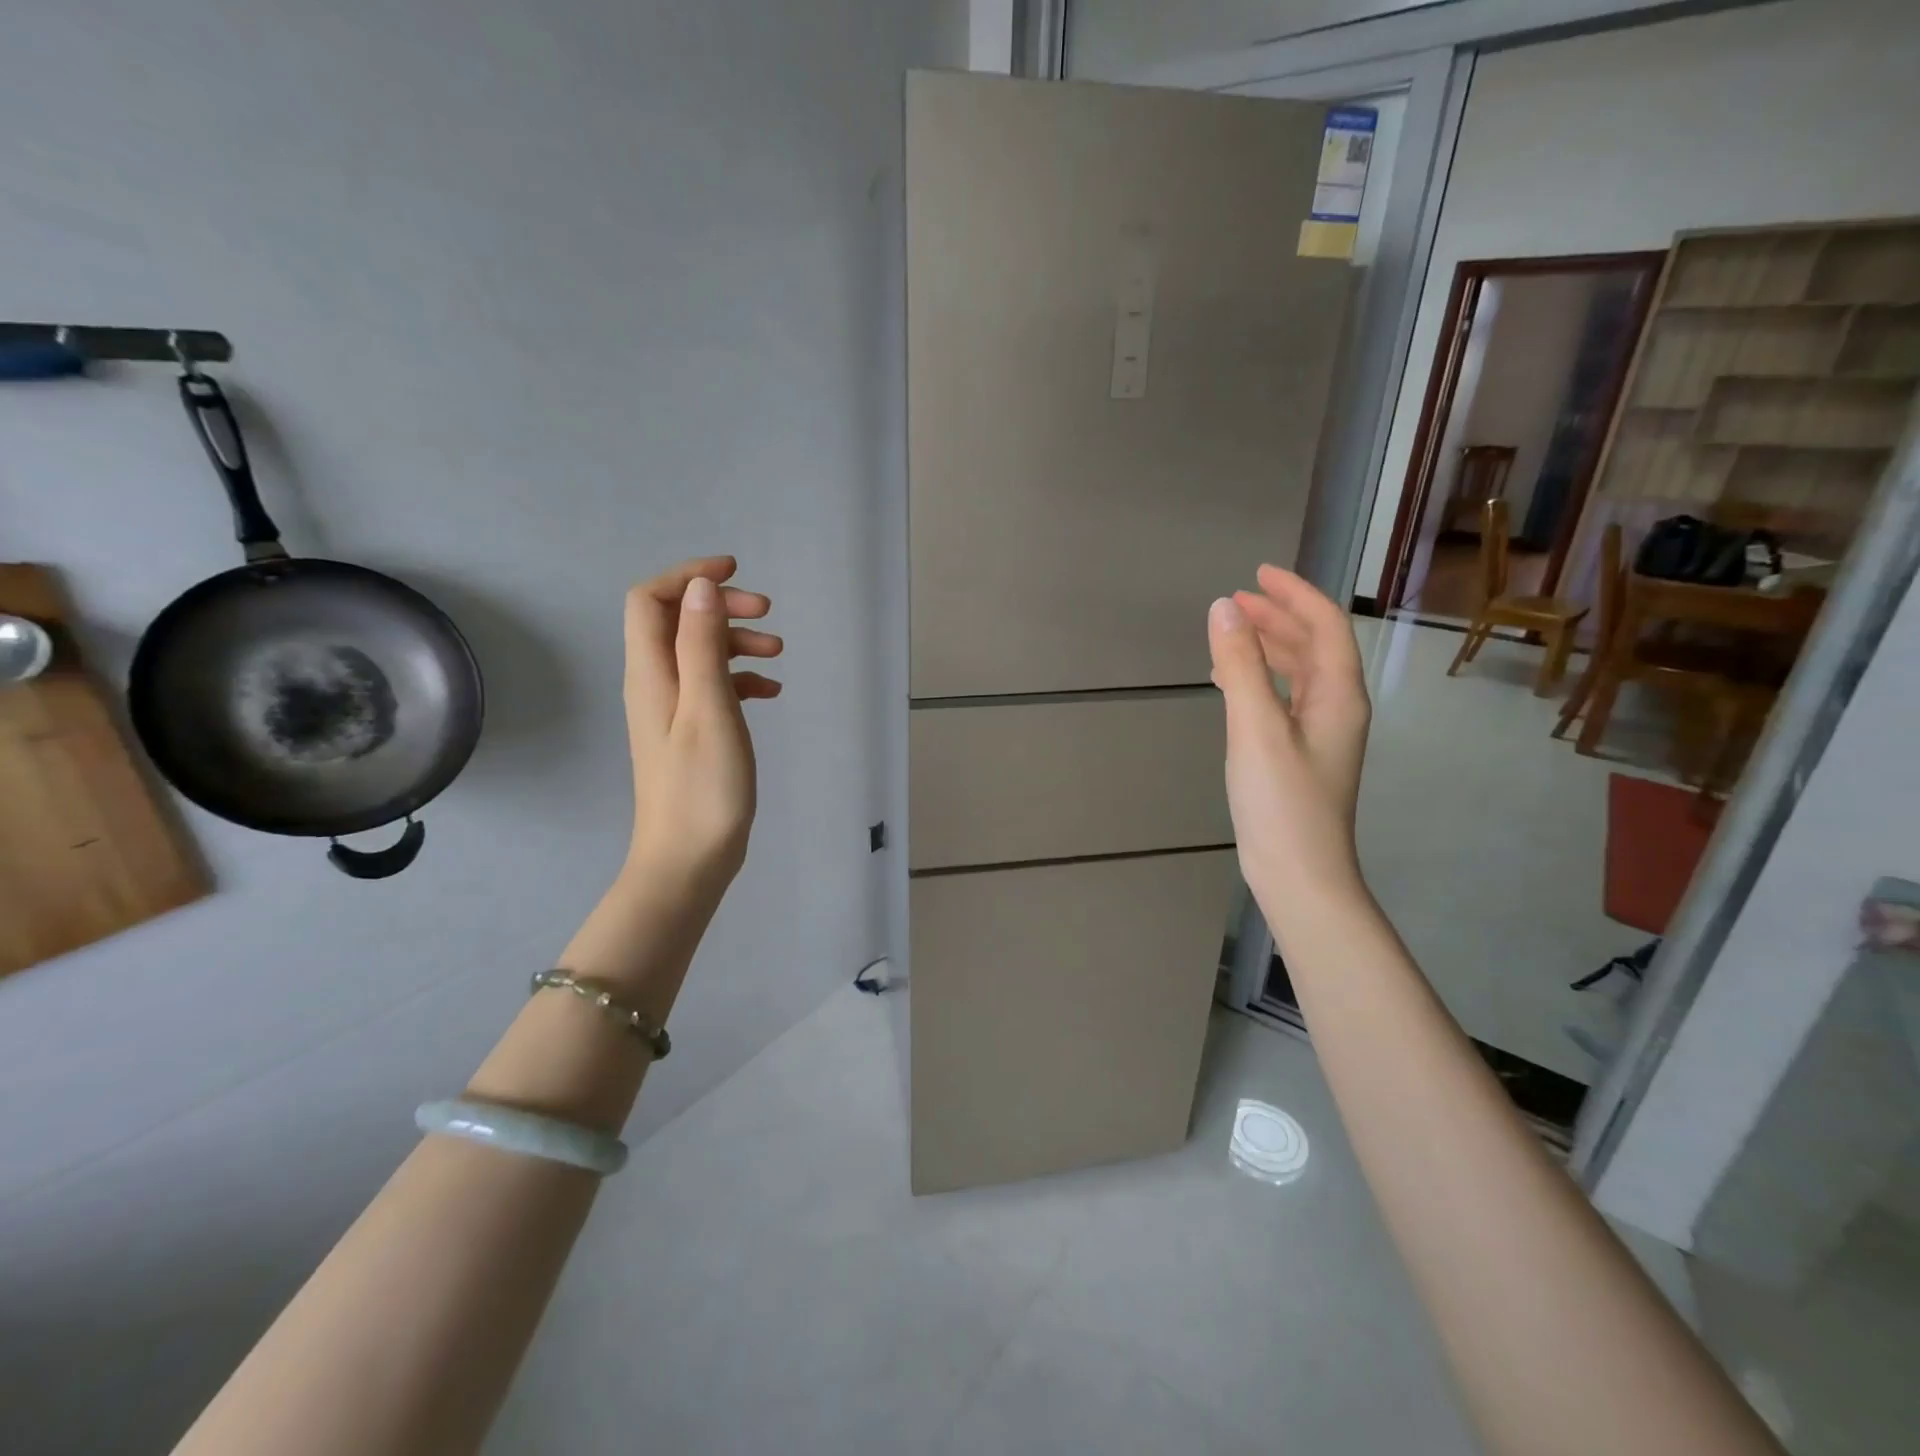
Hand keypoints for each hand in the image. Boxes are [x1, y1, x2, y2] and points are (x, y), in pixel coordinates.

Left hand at [622, 556, 782, 887]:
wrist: (689, 859)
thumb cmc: (703, 787)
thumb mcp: (709, 709)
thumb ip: (702, 646)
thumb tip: (701, 587)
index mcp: (651, 673)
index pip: (651, 599)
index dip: (688, 575)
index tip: (736, 572)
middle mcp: (654, 684)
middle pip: (677, 620)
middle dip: (721, 606)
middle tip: (768, 614)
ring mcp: (672, 709)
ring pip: (699, 653)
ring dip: (736, 642)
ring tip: (779, 653)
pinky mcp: (691, 732)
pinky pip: (712, 686)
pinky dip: (741, 678)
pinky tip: (771, 691)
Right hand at [1207, 564, 1371, 913]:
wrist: (1299, 875)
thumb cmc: (1282, 802)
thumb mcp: (1256, 729)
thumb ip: (1241, 666)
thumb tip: (1223, 608)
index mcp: (1338, 696)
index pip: (1325, 627)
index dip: (1295, 595)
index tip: (1258, 574)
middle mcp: (1336, 709)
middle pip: (1314, 647)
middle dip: (1278, 617)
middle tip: (1236, 600)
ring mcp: (1318, 735)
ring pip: (1298, 674)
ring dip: (1269, 647)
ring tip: (1231, 634)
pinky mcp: (1298, 755)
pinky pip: (1282, 700)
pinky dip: (1259, 680)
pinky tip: (1232, 684)